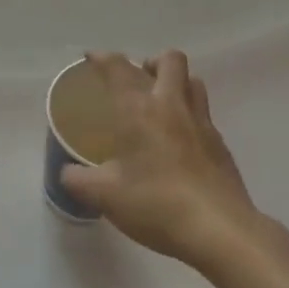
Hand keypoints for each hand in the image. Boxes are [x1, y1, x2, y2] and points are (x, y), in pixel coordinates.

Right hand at [60, 51, 273, 274]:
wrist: (219, 230)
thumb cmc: (156, 204)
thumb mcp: (103, 196)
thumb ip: (78, 180)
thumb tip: (67, 172)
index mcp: (139, 110)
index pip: (119, 68)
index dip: (102, 58)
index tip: (91, 57)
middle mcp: (172, 106)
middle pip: (170, 60)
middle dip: (150, 62)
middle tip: (136, 81)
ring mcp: (202, 124)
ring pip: (193, 82)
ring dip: (176, 83)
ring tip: (160, 104)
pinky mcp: (221, 145)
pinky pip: (204, 114)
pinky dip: (189, 117)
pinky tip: (178, 143)